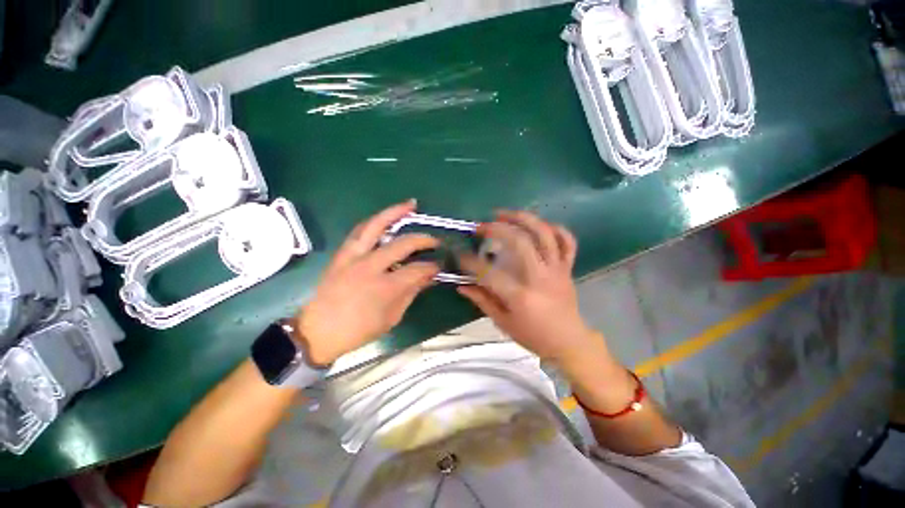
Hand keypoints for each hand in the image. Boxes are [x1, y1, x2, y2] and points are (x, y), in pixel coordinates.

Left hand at [295, 200, 439, 364]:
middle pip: (402, 244)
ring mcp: (353, 257)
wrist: (317, 332)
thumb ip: (411, 293)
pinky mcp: (342, 254)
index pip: (417, 270)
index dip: (432, 267)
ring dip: (395, 212)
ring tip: (411, 205)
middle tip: (435, 241)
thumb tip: (428, 276)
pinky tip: (385, 218)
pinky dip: (375, 221)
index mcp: (384, 288)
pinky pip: (360, 231)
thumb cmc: (359, 330)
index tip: (439, 266)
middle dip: (423, 240)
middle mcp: (369, 266)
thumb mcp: (392, 317)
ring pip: (375, 226)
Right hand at [458, 211, 596, 363]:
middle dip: (497, 229)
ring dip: (523, 219)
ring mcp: (557, 270)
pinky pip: (567, 242)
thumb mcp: (503, 323)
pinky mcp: (567, 268)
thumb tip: (461, 285)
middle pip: (520, 242)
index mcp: (521, 296)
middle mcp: (540, 278)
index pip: (490, 273)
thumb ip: (482, 301)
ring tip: (504, 214)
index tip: (460, 255)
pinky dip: (555, 228)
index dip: (471, 262)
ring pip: (544, 234)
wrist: (569, 342)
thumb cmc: (533, 336)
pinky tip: (538, 225)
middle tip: (481, 226)